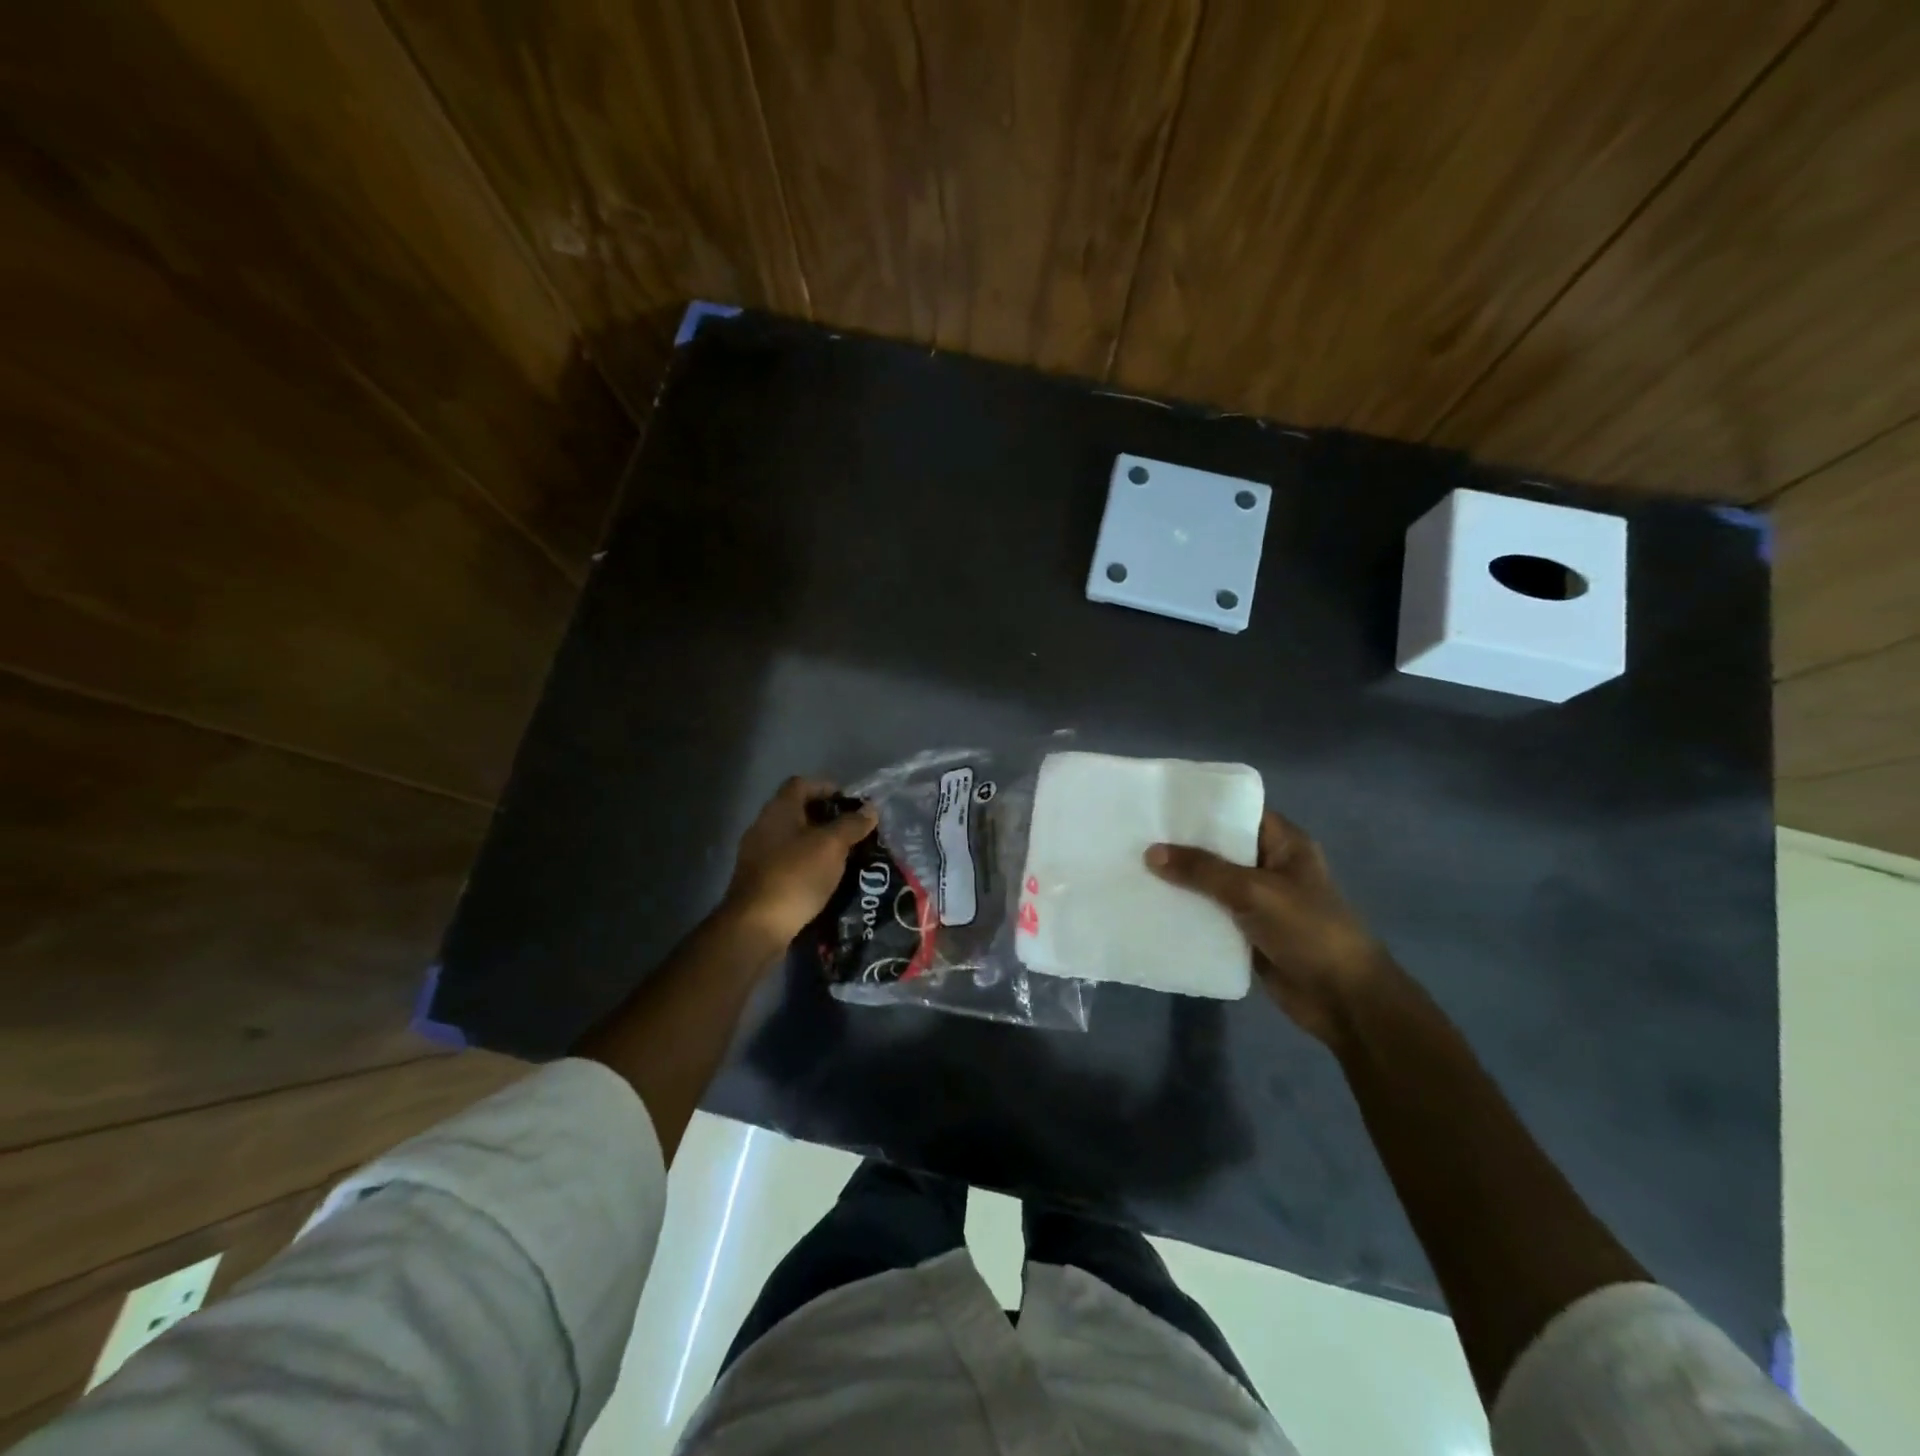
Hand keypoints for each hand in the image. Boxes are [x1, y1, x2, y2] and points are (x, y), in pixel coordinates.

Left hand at [722, 777, 877, 949]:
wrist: (756, 926)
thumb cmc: (796, 876)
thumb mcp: (831, 846)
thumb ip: (852, 824)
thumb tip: (870, 809)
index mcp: (779, 810)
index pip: (802, 784)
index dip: (827, 787)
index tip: (851, 802)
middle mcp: (764, 826)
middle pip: (798, 811)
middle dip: (827, 818)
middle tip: (854, 831)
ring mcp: (758, 855)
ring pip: (794, 839)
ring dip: (818, 843)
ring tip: (845, 856)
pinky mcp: (760, 881)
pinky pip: (788, 862)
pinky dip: (808, 865)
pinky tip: (826, 879)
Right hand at [1145, 809, 1388, 1045]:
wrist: (1343, 999)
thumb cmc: (1308, 931)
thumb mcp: (1254, 891)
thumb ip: (1202, 870)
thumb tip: (1151, 852)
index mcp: (1284, 844)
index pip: (1239, 812)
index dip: (1203, 807)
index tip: (1161, 803)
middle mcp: (1270, 866)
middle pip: (1220, 848)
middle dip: (1183, 845)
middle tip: (1136, 834)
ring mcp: (1259, 901)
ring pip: (1211, 883)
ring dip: (1180, 881)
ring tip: (1133, 867)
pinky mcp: (1247, 932)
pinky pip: (1210, 915)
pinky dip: (1187, 912)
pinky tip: (1151, 906)